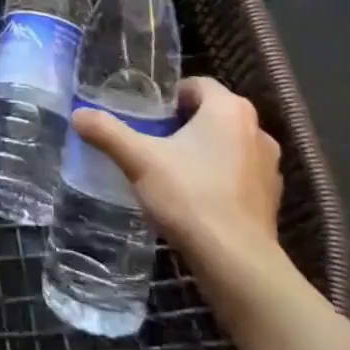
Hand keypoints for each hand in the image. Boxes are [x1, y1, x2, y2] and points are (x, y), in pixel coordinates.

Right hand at [72, 76, 287, 282]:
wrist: (237, 264)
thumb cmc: (190, 197)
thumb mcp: (139, 160)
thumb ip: (108, 132)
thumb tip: (77, 115)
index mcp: (229, 109)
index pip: (196, 85)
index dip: (170, 97)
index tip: (149, 117)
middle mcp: (257, 129)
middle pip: (213, 114)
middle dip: (185, 124)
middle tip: (154, 141)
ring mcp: (269, 166)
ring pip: (228, 145)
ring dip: (205, 151)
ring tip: (174, 171)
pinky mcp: (272, 199)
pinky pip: (240, 175)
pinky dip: (221, 179)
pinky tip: (197, 199)